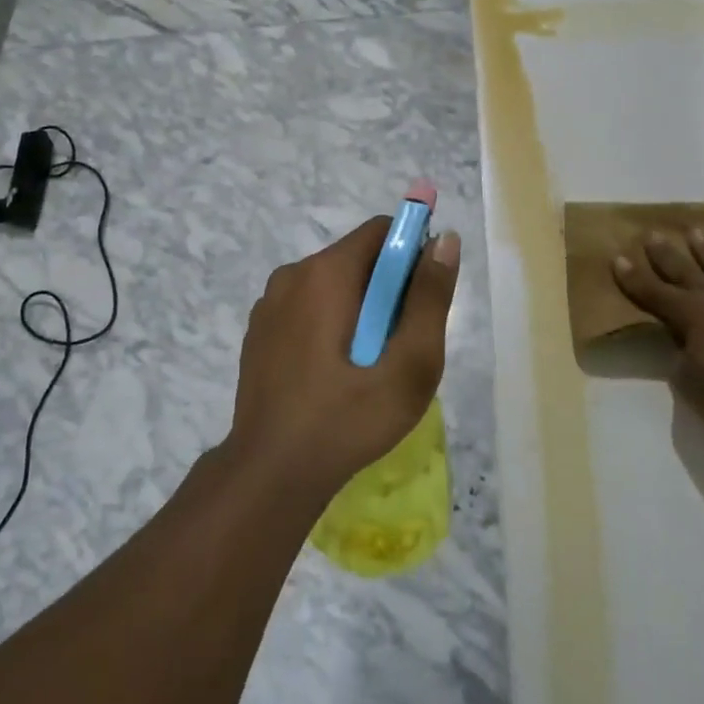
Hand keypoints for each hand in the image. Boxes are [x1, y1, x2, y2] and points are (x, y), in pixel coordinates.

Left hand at [229, 216, 460, 499]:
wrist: (270, 473)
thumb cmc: (347, 418)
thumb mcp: (409, 364)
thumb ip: (429, 298)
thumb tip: (444, 239)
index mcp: (325, 273)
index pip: (382, 231)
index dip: (413, 256)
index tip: (422, 303)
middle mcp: (292, 275)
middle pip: (358, 259)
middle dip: (388, 291)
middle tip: (398, 348)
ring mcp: (269, 304)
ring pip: (333, 286)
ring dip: (360, 311)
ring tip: (368, 368)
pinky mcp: (259, 331)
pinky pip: (308, 309)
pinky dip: (330, 326)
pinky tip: (334, 376)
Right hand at [613, 229, 703, 442]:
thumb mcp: (688, 381)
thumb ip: (680, 354)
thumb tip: (683, 341)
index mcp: (691, 314)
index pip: (653, 292)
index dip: (633, 277)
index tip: (618, 257)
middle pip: (685, 269)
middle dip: (664, 253)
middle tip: (651, 233)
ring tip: (697, 232)